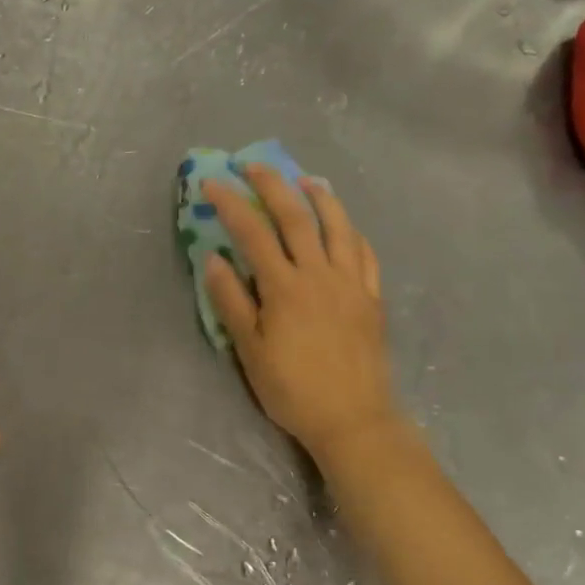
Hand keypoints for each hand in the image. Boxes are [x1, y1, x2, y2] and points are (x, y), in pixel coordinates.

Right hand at [203, 166, 397, 468]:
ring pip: (338, 227)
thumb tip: (213, 258)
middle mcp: (319, 274)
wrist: (352, 419)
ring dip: (320, 198)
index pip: (252, 232)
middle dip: (272, 185)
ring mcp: (351, 283)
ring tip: (306, 180)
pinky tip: (345, 225)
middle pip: (296, 217)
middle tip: (254, 165)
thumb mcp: (249, 349)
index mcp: (285, 287)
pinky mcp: (372, 298)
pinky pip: (366, 254)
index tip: (212, 183)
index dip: (230, 204)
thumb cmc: (292, 388)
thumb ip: (231, 301)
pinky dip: (352, 232)